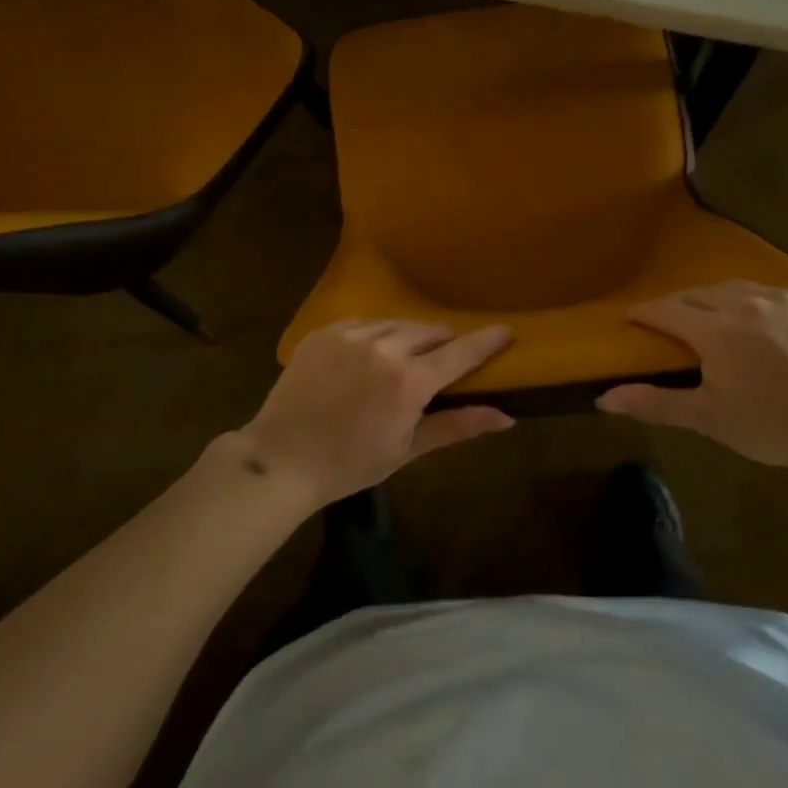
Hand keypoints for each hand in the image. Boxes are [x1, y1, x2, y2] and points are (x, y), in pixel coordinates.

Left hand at [235, 320, 514, 506]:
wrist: (281, 459)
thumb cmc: (349, 464)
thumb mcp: (407, 450)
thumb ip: (457, 425)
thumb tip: (506, 418)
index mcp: (409, 381)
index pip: (460, 352)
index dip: (486, 341)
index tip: (506, 330)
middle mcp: (384, 348)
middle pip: (430, 331)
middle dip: (443, 343)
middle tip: (441, 362)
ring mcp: (351, 335)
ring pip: (397, 324)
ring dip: (409, 337)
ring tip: (404, 358)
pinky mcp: (325, 332)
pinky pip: (364, 323)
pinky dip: (375, 336)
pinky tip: (368, 356)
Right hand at [597, 282, 787, 472]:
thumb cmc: (772, 426)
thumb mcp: (709, 418)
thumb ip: (654, 403)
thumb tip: (604, 398)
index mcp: (716, 330)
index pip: (666, 309)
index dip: (645, 313)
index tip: (631, 319)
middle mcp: (746, 302)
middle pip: (697, 293)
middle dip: (677, 306)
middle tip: (669, 325)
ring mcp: (783, 299)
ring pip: (735, 288)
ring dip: (715, 299)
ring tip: (711, 318)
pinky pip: (772, 294)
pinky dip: (755, 303)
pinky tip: (759, 324)